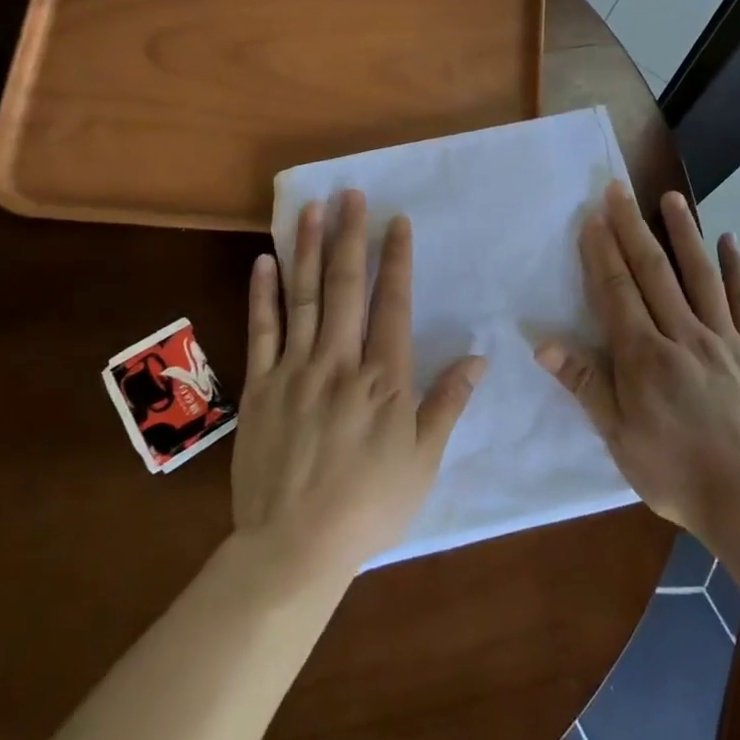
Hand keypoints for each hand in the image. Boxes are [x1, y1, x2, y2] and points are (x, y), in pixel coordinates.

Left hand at [232, 189, 483, 583]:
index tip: (397, 221)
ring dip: (310, 249)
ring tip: (312, 207)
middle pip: (347, 287)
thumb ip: (448, 403)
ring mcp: (295, 370)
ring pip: (305, 297)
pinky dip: (263, 294)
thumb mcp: (423, 461)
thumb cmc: (369, 505)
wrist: (294, 546)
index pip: (393, 303)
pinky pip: (261, 331)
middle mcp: (339, 362)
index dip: (396, 259)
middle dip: (351, 236)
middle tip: (351, 193)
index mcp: (384, 378)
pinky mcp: (260, 387)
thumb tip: (479, 357)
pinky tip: (265, 261)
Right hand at [536, 183, 739, 542]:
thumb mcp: (618, 436)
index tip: (593, 216)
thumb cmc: (674, 472)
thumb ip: (584, 384)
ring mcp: (723, 339)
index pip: (617, 291)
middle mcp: (682, 335)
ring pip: (699, 275)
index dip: (602, 251)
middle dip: (632, 227)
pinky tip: (729, 240)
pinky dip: (736, 268)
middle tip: (618, 189)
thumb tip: (544, 343)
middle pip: (653, 272)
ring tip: (670, 197)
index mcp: (644, 356)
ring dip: (683, 233)